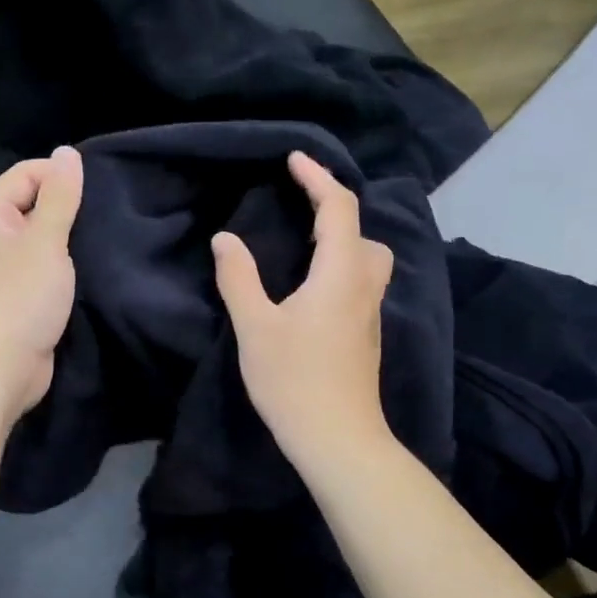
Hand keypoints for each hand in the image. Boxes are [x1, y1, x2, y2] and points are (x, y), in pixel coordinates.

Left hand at [0, 147, 84, 420]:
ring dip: (67, 242)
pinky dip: (61, 269)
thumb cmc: (19, 298)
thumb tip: (67, 152)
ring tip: (103, 243)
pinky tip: (88, 272)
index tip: (100, 193)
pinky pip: (40, 270)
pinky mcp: (13, 299)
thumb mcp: (45, 240)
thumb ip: (59, 196)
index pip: (25, 173)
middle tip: (107, 219)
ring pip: (38, 241)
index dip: (61, 176)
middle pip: (31, 205)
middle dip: (67, 209)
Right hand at [212, 152, 394, 468]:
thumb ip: (239, 278)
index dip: (318, 178)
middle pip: (362, 231)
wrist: (338, 438)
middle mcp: (364, 285)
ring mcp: (371, 313)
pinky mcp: (367, 335)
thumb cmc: (293, 379)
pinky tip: (313, 286)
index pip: (338, 208)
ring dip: (343, 239)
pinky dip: (343, 265)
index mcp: (340, 273)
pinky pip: (362, 281)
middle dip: (334, 208)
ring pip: (369, 259)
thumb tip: (225, 238)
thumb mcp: (255, 327)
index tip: (293, 160)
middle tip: (299, 205)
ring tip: (306, 244)